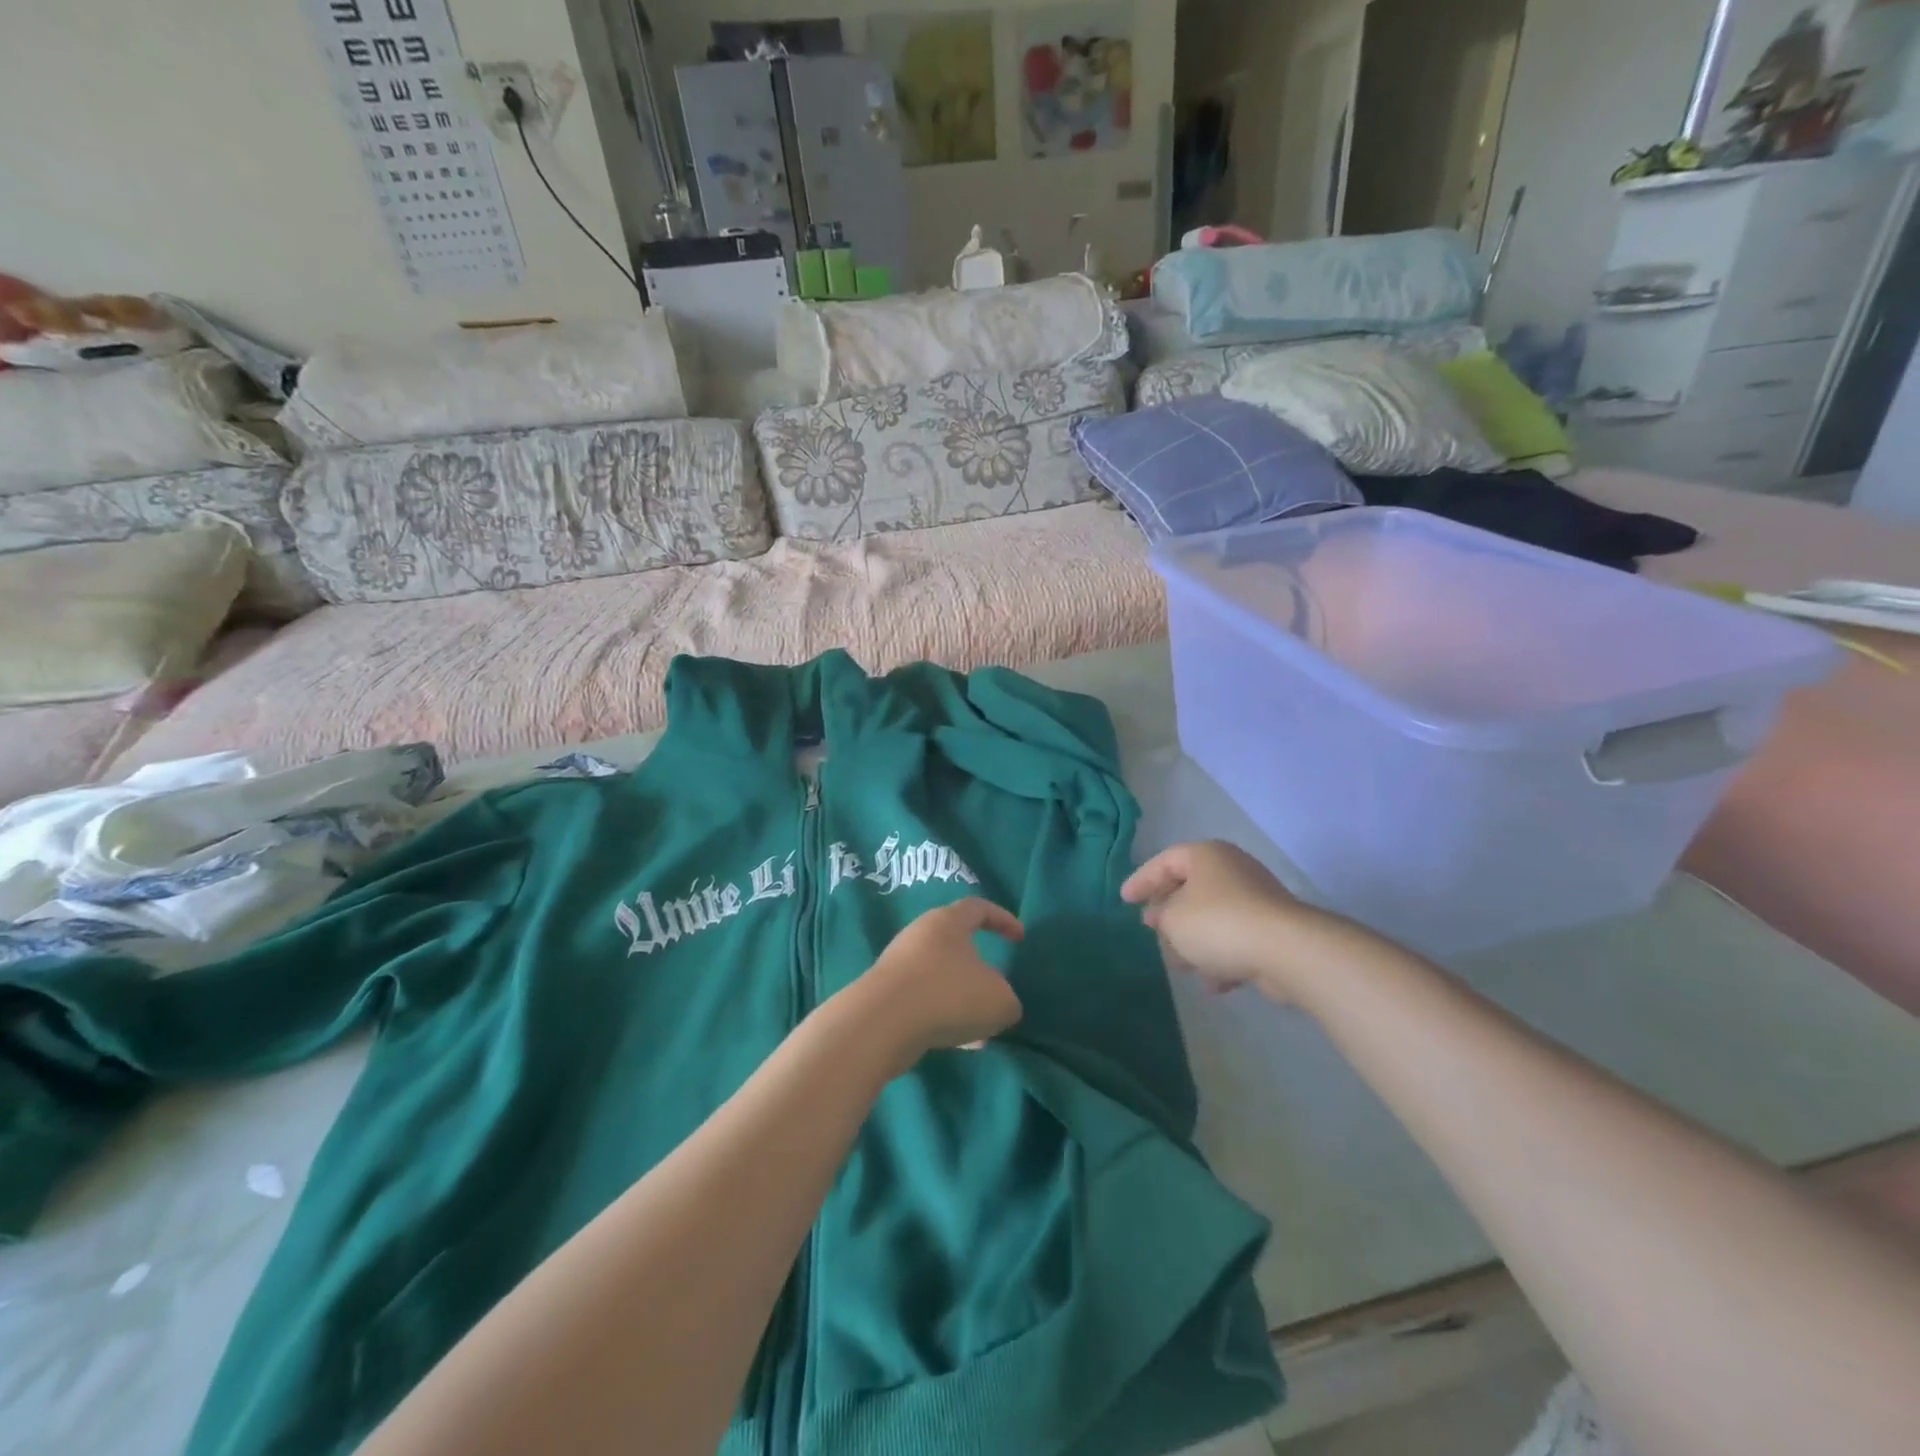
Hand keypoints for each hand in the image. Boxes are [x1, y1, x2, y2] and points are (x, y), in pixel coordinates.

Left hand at [850, 899, 1024, 1064]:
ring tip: (981, 1030)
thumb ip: (1007, 999)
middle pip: (956, 944)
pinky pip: (923, 1001)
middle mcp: (920, 935)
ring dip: (962, 999)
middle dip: (979, 969)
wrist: (881, 1024)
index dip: (1002, 919)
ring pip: (941, 977)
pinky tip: (957, 1044)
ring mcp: (899, 965)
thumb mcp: (999, 1001)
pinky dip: (942, 1017)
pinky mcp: (885, 995)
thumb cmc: (948, 996)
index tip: (1019, 938)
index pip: (978, 908)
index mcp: (948, 922)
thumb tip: (998, 1002)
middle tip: (997, 990)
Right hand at [1121, 841, 1338, 1001]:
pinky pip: (1236, 939)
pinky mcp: (1273, 929)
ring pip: (1213, 917)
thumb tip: (1164, 916)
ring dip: (1194, 941)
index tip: (1125, 901)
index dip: (1142, 880)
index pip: (1164, 861)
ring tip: (1179, 966)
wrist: (1287, 951)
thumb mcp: (1173, 919)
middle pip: (1190, 888)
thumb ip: (1160, 915)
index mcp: (1206, 856)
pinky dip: (1220, 957)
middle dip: (1169, 914)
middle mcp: (1232, 870)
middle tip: (1152, 929)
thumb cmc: (1219, 924)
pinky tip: (1212, 983)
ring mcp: (1256, 899)